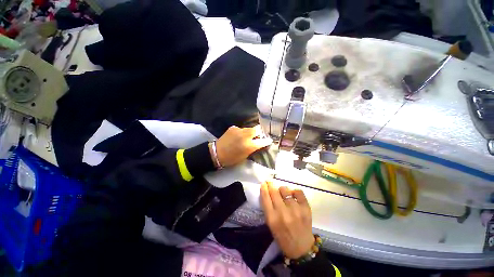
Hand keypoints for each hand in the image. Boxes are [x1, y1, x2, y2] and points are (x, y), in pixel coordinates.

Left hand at [212, 125, 271, 166]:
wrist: (217, 153)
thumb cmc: (232, 158)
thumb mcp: (245, 156)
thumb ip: (253, 148)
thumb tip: (259, 144)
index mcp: (249, 146)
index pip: (263, 141)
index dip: (267, 141)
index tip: (269, 140)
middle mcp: (246, 136)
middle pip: (257, 129)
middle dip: (259, 133)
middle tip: (257, 137)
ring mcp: (239, 130)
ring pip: (249, 128)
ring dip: (250, 132)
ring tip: (246, 137)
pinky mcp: (233, 128)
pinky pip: (241, 129)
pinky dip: (241, 132)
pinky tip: (238, 136)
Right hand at [260, 181, 314, 258]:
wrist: (301, 248)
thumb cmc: (282, 236)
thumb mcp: (270, 224)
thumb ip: (268, 208)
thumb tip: (267, 192)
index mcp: (272, 218)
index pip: (265, 197)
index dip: (264, 188)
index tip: (263, 183)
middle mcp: (283, 213)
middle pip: (274, 191)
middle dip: (271, 185)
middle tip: (270, 183)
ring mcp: (296, 210)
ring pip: (285, 190)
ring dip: (282, 190)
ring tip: (283, 193)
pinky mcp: (306, 208)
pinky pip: (298, 192)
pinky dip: (294, 191)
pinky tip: (293, 195)